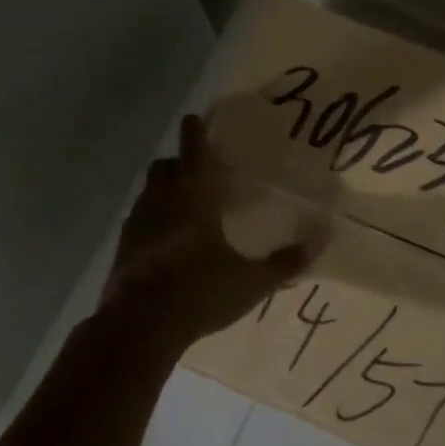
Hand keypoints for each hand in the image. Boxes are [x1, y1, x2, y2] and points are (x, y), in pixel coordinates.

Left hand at [100, 115, 319, 350]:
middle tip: (197, 169)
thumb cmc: (198, 293)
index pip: (193, 153)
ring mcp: (137, 224)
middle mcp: (161, 202)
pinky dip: (151, 219)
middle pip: (164, 167)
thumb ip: (286, 261)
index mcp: (193, 199)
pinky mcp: (123, 248)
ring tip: (182, 204)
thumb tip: (322, 237)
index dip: (194, 133)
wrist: (137, 327)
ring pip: (148, 192)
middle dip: (178, 162)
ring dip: (163, 189)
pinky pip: (138, 219)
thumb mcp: (250, 282)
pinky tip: (165, 240)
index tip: (193, 118)